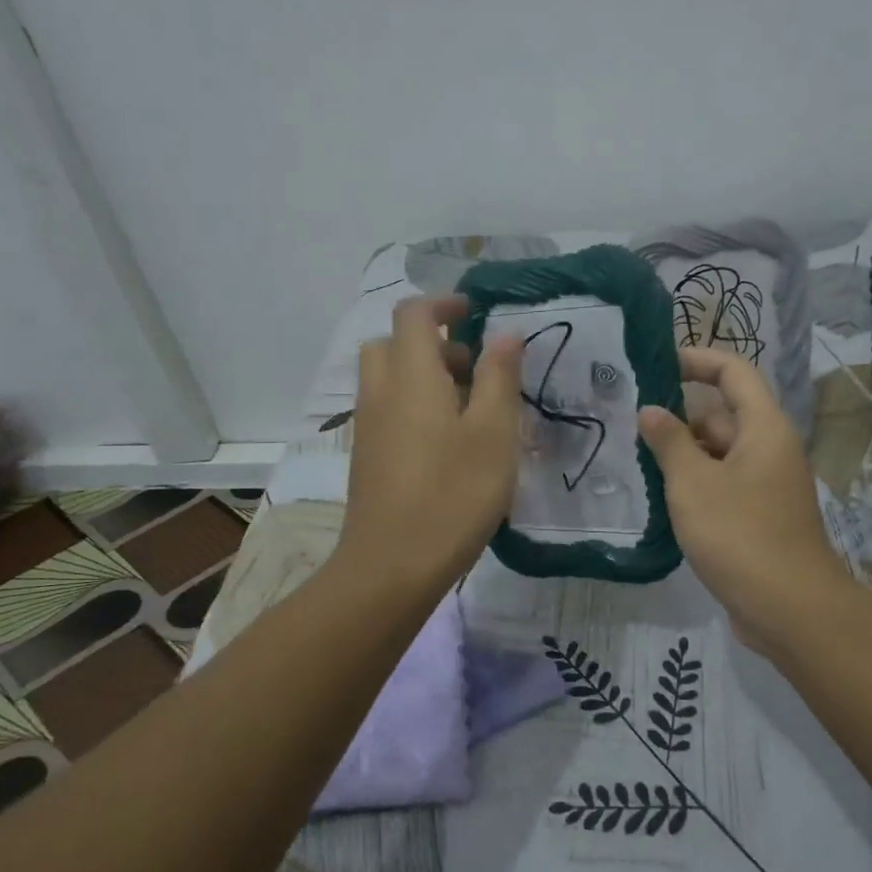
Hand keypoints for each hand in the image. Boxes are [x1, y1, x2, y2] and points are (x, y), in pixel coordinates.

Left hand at [339, 296, 523, 593]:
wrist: (392, 566)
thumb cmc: (453, 494)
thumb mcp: (493, 433)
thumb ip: (498, 378)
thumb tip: (504, 335)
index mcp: (410, 376)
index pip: (413, 314)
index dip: (444, 304)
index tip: (476, 315)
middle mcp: (380, 393)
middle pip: (393, 344)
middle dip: (433, 344)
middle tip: (474, 370)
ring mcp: (368, 427)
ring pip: (390, 379)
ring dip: (425, 377)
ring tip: (470, 411)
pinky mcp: (368, 457)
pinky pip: (389, 410)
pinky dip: (415, 406)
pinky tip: (450, 445)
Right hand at [639, 348, 855, 653]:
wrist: (788, 609)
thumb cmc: (739, 534)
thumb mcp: (694, 483)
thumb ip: (669, 441)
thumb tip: (652, 411)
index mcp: (764, 428)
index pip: (734, 373)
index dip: (698, 360)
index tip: (657, 363)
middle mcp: (770, 450)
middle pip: (722, 415)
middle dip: (679, 417)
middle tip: (630, 423)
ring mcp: (765, 486)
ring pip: (719, 455)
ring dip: (682, 455)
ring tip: (636, 459)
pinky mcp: (758, 518)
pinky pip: (722, 486)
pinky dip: (694, 485)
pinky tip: (660, 499)